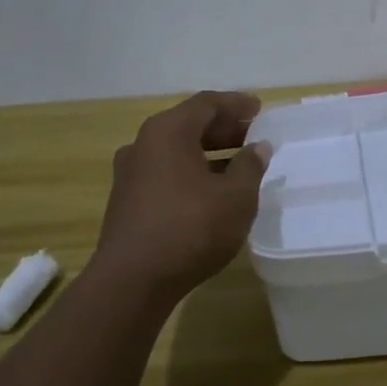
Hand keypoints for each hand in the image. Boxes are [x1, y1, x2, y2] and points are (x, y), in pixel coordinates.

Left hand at [95, 91, 272, 299]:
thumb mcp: (236, 197)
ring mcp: (131, 174)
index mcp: (168, 131)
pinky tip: (212, 193)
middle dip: (223, 128)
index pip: (206, 104)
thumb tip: (257, 147)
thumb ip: (250, 166)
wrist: (132, 281)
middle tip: (252, 136)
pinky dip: (192, 173)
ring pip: (176, 151)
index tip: (259, 109)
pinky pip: (166, 173)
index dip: (236, 104)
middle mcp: (144, 144)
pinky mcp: (127, 201)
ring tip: (238, 166)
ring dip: (208, 153)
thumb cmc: (191, 228)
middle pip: (188, 124)